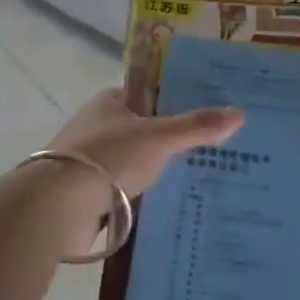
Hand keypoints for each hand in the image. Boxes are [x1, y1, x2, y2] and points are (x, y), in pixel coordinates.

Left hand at [51, 88, 243, 199]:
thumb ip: (197, 127)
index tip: (205, 114)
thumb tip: (240, 113)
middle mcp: (98, 126)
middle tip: (211, 149)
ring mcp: (89, 161)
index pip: (148, 94)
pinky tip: (168, 204)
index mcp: (111, 102)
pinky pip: (123, 188)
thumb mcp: (161, 138)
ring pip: (133, 161)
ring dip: (156, 170)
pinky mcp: (86, 192)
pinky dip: (142, 195)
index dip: (174, 101)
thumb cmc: (110, 158)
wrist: (59, 206)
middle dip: (170, 139)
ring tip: (197, 179)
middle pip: (142, 129)